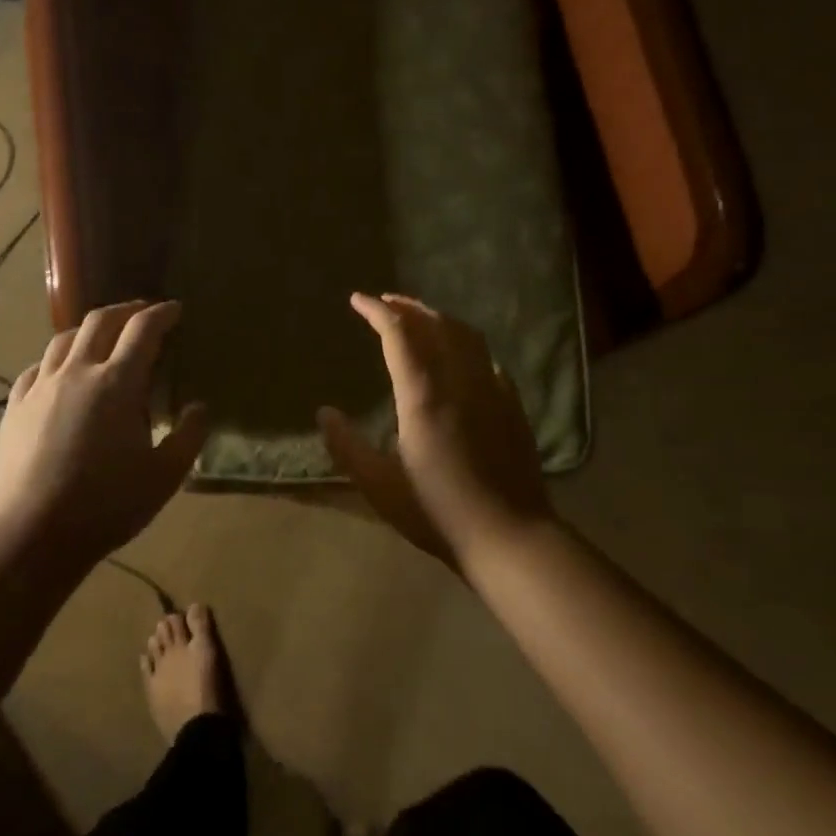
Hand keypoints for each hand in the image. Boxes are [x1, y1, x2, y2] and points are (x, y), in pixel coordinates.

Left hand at [0, 300, 207, 566]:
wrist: (29, 535)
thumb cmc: (105, 506)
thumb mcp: (163, 477)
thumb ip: (188, 437)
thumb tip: (198, 407)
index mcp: (118, 384)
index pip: (143, 330)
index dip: (162, 314)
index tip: (176, 309)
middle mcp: (77, 372)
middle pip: (100, 321)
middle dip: (126, 310)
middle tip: (143, 313)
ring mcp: (40, 387)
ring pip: (64, 338)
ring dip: (90, 329)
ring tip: (103, 336)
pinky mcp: (14, 406)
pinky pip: (38, 366)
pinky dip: (58, 358)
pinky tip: (61, 372)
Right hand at [318, 293, 553, 565]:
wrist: (508, 535)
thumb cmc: (437, 512)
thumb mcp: (379, 486)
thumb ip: (347, 446)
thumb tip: (324, 412)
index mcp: (424, 395)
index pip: (399, 334)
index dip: (377, 311)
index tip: (358, 300)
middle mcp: (460, 380)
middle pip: (435, 324)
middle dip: (408, 306)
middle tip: (385, 301)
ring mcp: (491, 389)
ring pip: (465, 335)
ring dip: (438, 318)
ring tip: (419, 317)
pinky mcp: (512, 404)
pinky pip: (486, 357)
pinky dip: (465, 343)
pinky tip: (460, 355)